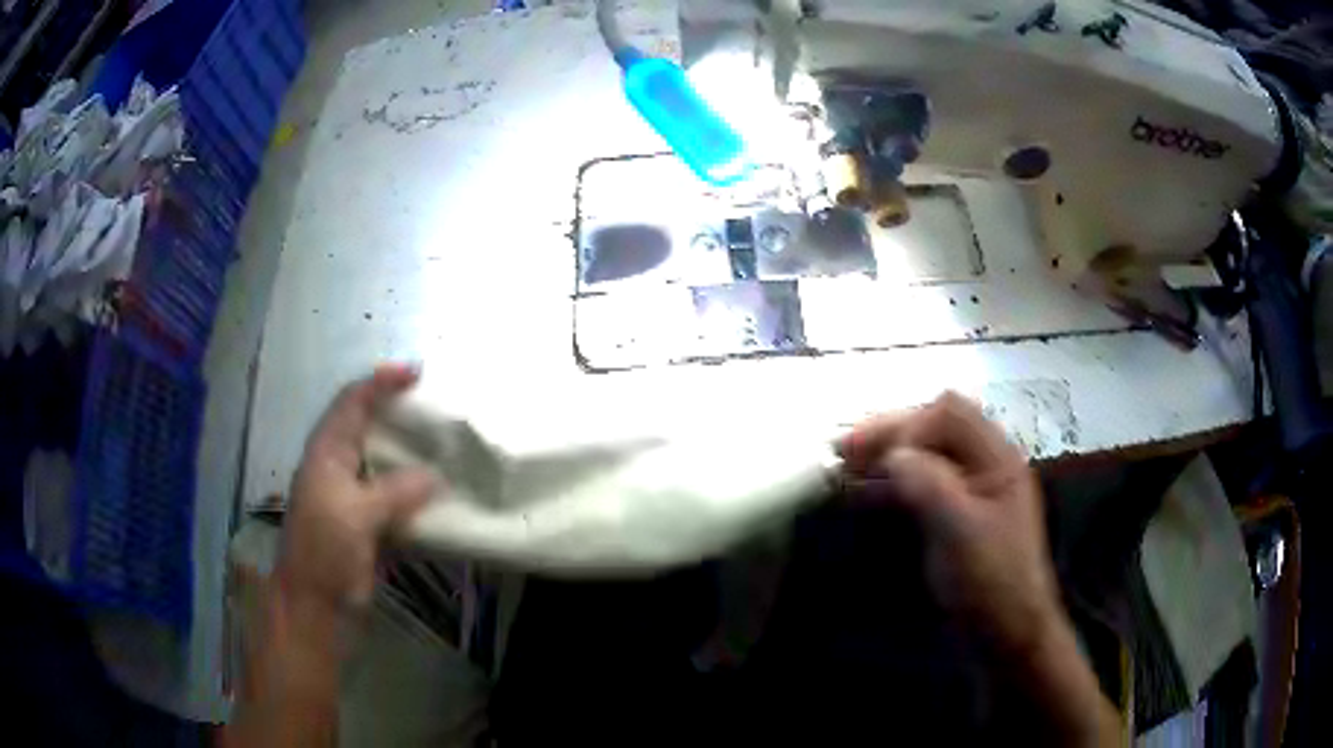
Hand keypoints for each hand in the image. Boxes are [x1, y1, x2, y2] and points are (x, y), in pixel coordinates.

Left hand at [277, 364, 438, 613]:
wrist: (316, 605)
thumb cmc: (326, 551)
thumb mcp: (357, 516)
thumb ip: (396, 491)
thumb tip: (435, 475)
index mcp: (328, 452)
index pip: (353, 401)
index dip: (381, 381)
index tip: (417, 372)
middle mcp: (338, 465)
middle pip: (367, 425)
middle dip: (397, 410)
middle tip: (435, 406)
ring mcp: (352, 495)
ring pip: (382, 460)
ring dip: (409, 450)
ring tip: (443, 443)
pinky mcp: (366, 521)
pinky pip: (394, 494)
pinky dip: (415, 488)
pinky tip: (439, 492)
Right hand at [839, 392, 1059, 653]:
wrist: (1005, 633)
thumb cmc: (991, 581)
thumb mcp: (962, 531)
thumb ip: (930, 484)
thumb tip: (892, 453)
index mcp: (997, 459)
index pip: (950, 414)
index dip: (911, 426)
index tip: (879, 460)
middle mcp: (984, 466)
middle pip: (934, 429)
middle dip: (890, 435)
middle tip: (842, 451)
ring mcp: (969, 492)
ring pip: (923, 457)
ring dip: (885, 457)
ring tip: (843, 469)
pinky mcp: (953, 517)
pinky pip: (919, 486)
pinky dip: (889, 484)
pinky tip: (862, 494)